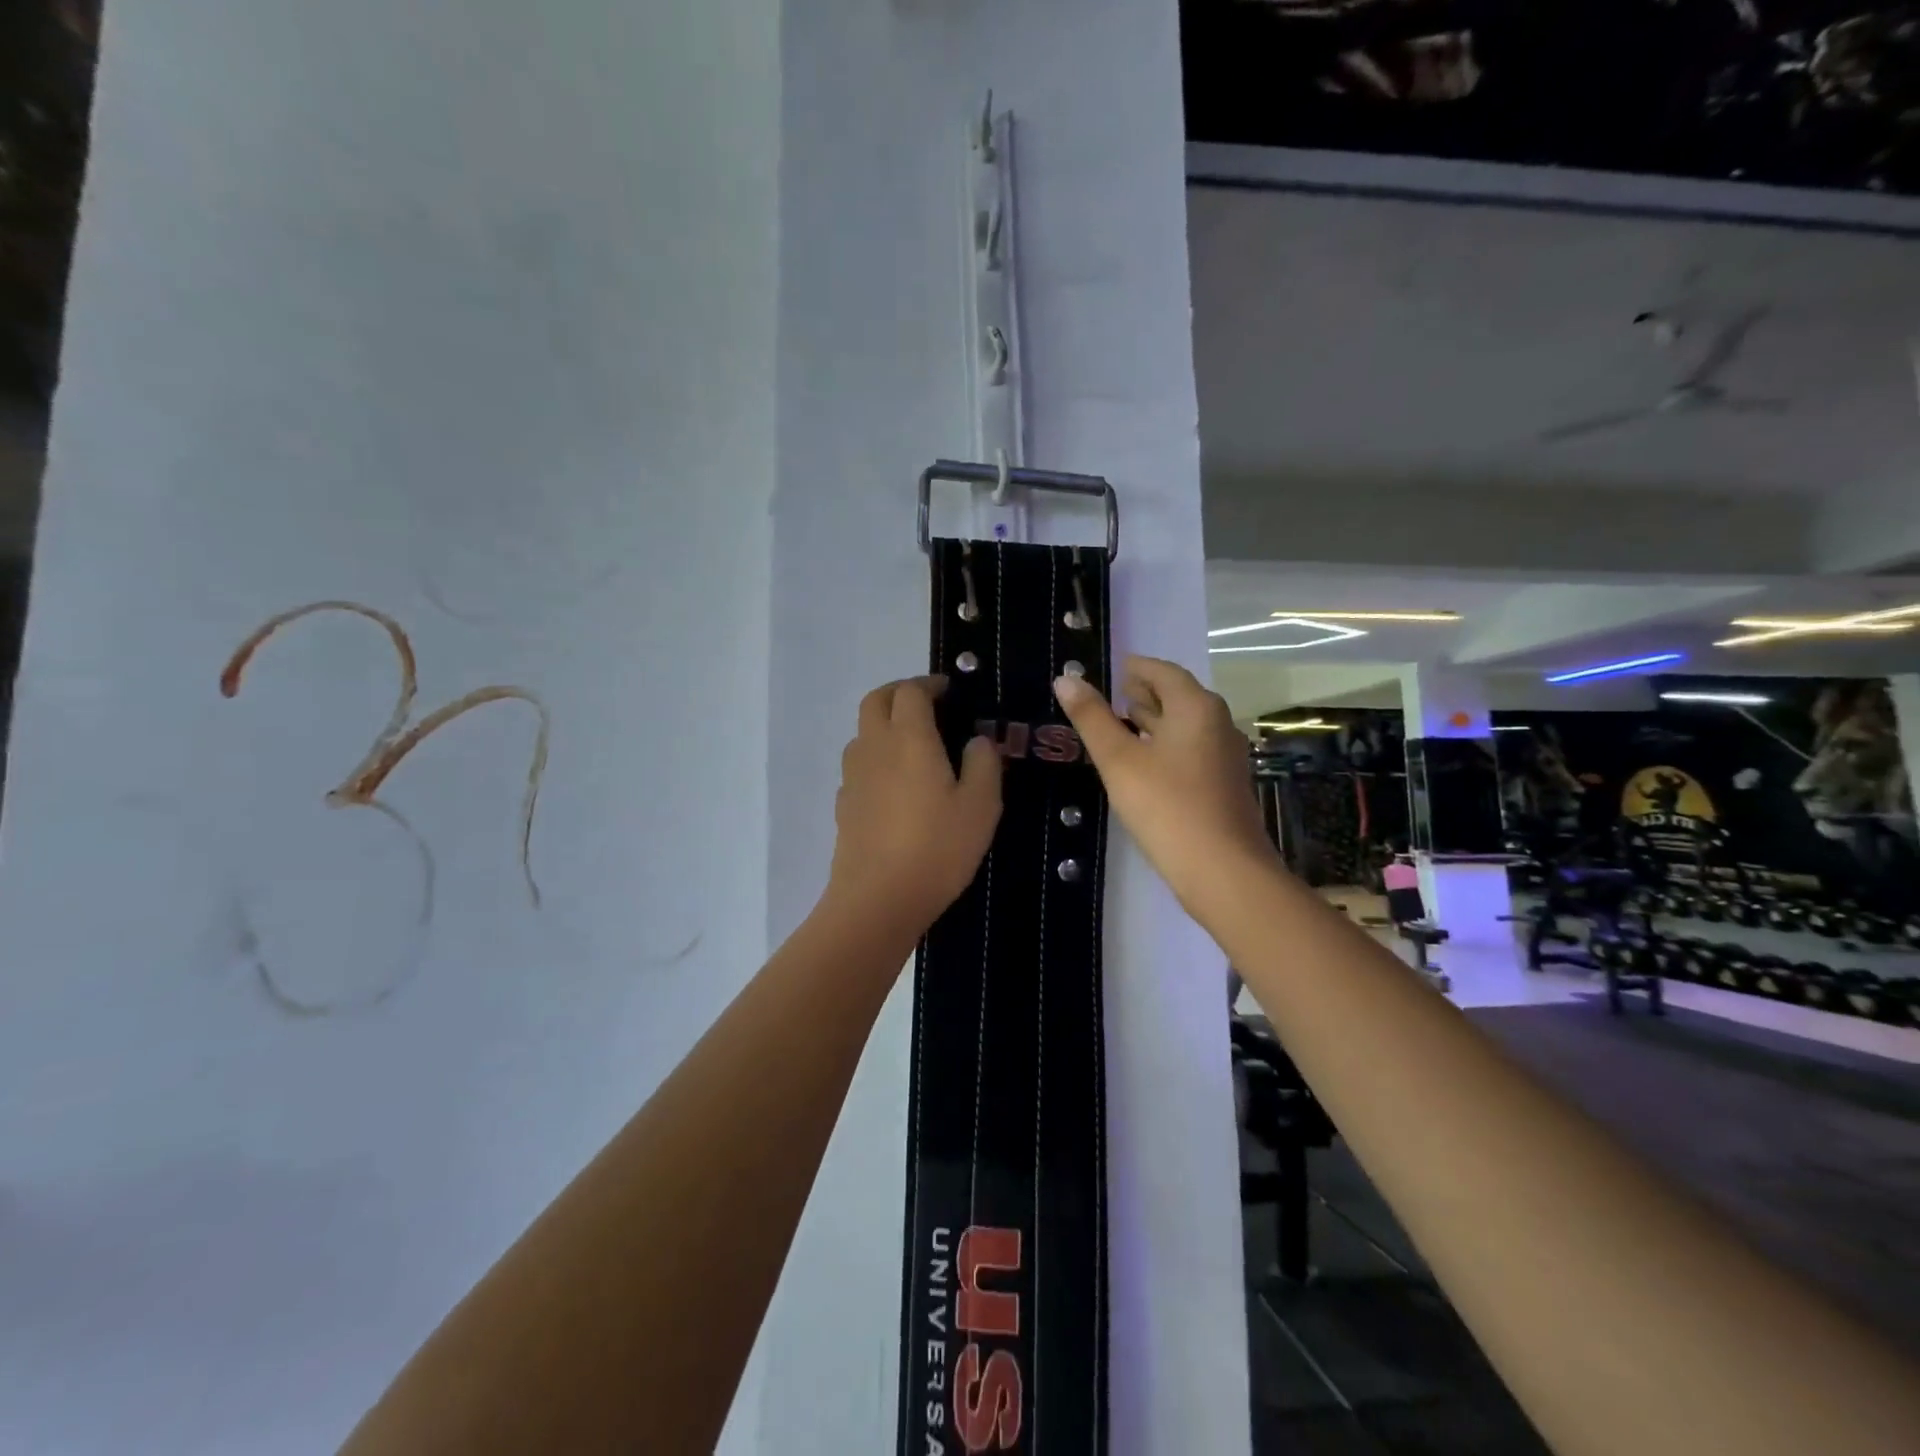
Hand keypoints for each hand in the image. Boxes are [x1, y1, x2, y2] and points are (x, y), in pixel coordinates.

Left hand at [824, 676, 1001, 934]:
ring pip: (862, 732)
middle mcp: (874, 747)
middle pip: (876, 700)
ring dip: (885, 725)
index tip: (949, 691)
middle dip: (900, 693)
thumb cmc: (937, 847)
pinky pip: (859, 766)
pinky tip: (896, 787)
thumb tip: (977, 740)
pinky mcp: (844, 804)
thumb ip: (983, 764)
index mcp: (909, 737)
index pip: (911, 691)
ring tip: (914, 746)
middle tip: (928, 706)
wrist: (878, 899)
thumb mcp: (980, 806)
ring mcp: (853, 776)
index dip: (930, 684)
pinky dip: (877, 760)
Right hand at [1053, 657, 1276, 912]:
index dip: (1136, 667)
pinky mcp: (1223, 784)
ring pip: (1185, 725)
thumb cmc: (1166, 807)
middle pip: (1178, 696)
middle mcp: (1217, 723)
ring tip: (1121, 723)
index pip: (1163, 672)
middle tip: (1111, 693)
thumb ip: (1091, 718)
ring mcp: (1224, 755)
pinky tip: (1144, 763)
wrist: (1223, 871)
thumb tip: (1066, 678)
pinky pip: (1191, 749)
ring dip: (1154, 719)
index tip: (1111, 668)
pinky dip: (1165, 744)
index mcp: (1195, 707)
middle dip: (1144, 692)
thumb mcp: (1119, 760)